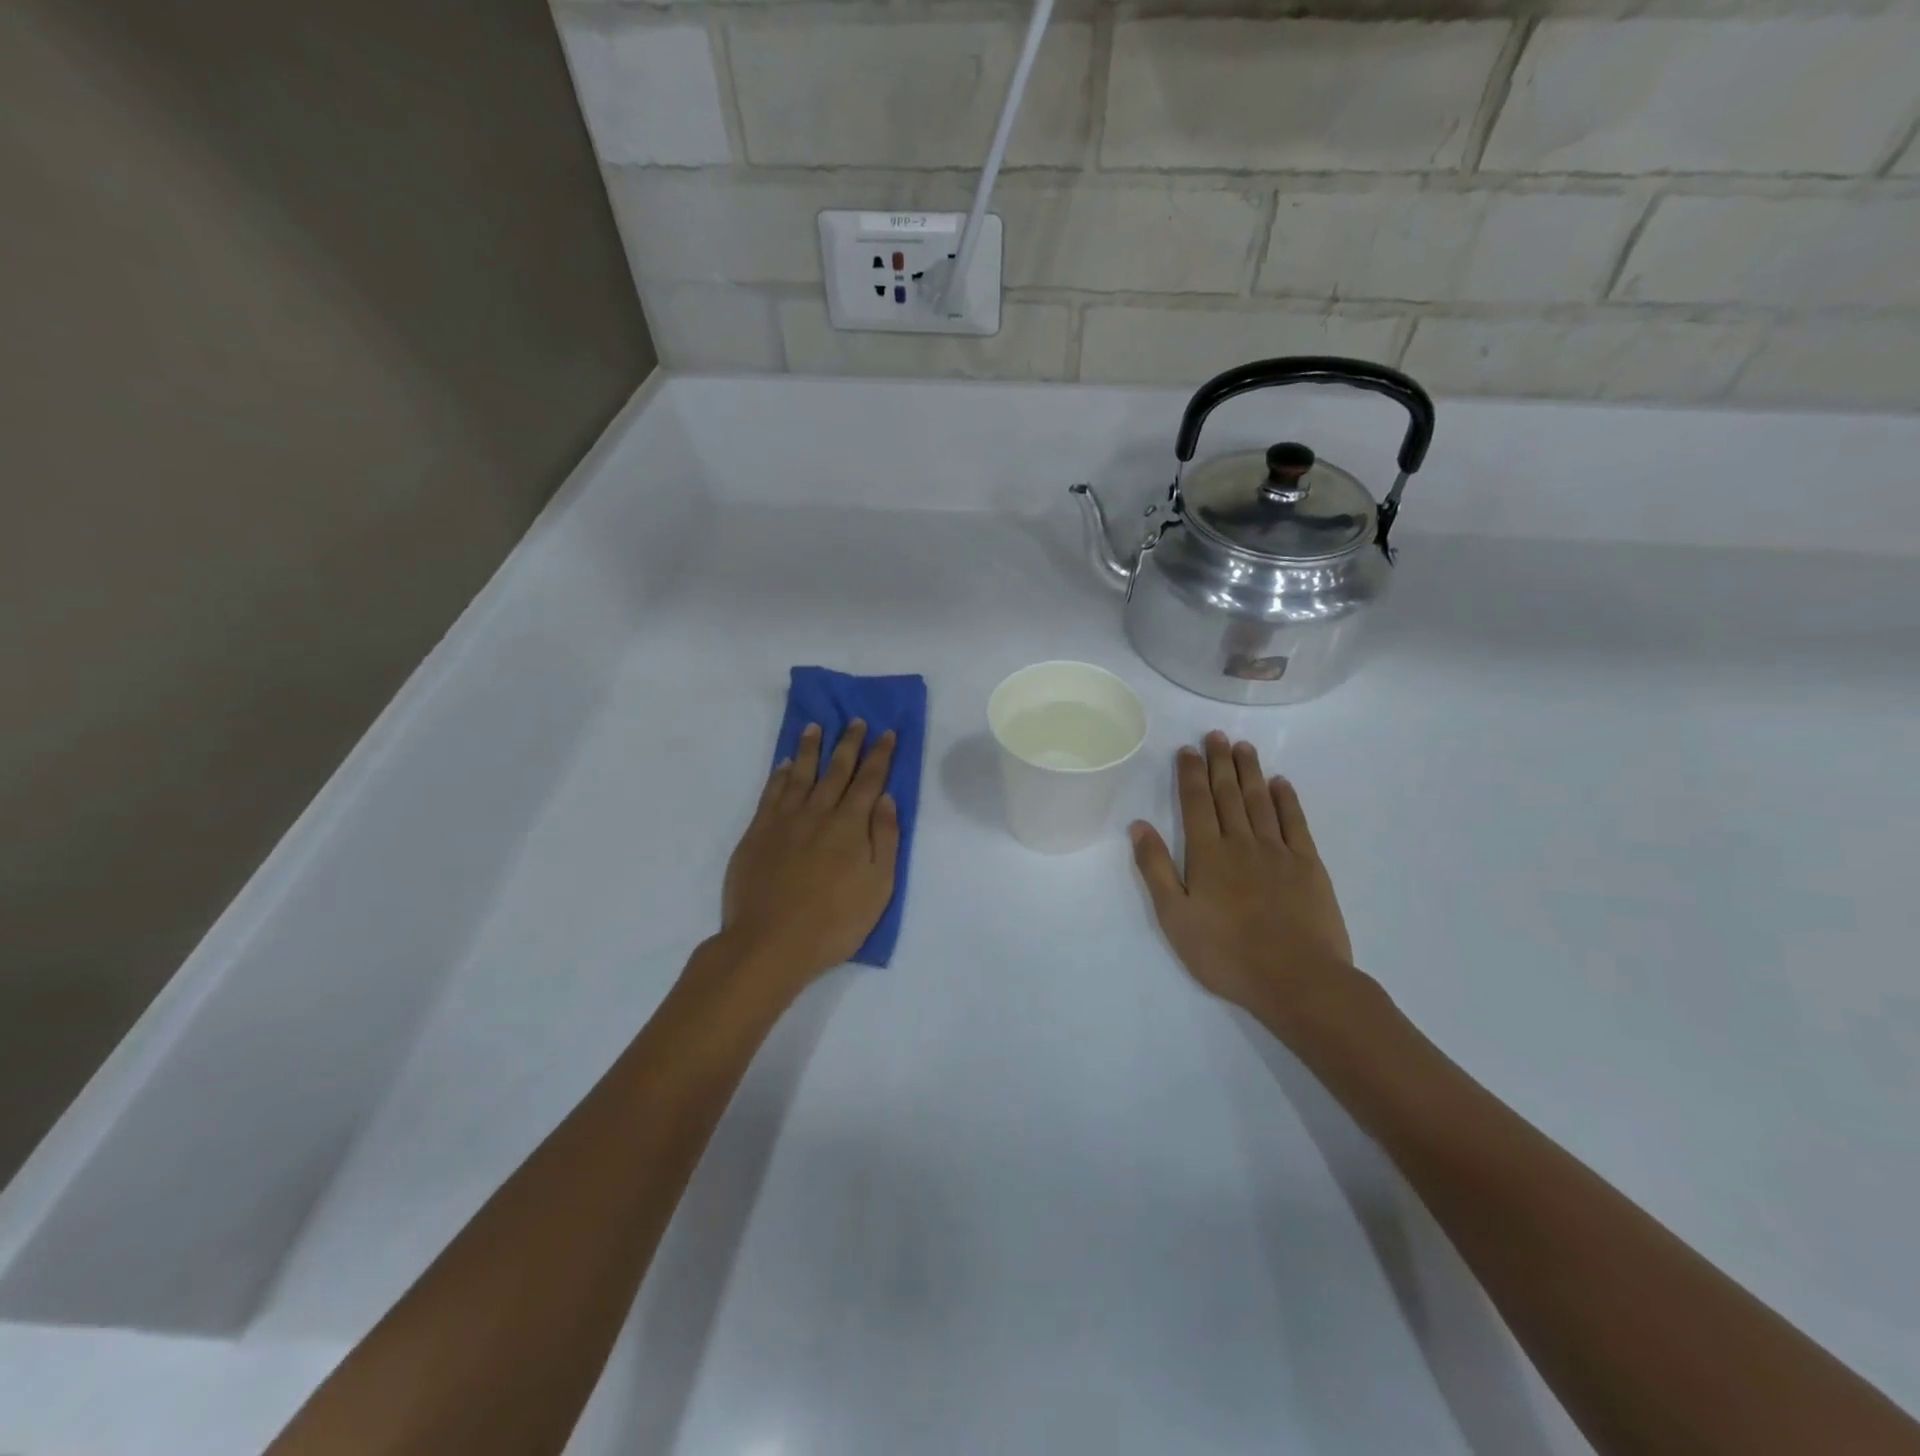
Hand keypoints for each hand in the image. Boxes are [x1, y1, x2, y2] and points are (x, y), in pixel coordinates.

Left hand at [719, 720, 899, 989]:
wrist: (770, 943)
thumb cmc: (834, 922)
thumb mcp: (878, 887)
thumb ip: (885, 839)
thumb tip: (886, 799)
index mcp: (851, 825)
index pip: (870, 780)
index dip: (880, 755)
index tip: (887, 732)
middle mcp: (818, 813)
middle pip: (836, 769)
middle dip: (849, 743)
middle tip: (855, 721)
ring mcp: (784, 820)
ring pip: (800, 773)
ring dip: (810, 748)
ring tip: (815, 727)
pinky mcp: (758, 832)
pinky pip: (771, 792)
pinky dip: (779, 774)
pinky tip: (784, 764)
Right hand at [1129, 732, 1356, 1026]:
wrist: (1297, 979)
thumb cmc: (1226, 954)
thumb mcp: (1175, 918)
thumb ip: (1156, 869)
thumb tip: (1138, 825)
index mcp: (1207, 855)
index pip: (1195, 803)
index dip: (1190, 774)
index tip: (1188, 749)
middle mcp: (1241, 843)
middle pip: (1228, 794)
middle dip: (1219, 762)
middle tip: (1216, 735)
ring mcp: (1278, 852)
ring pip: (1260, 801)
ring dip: (1250, 772)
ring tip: (1243, 747)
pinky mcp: (1308, 865)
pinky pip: (1295, 822)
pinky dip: (1286, 800)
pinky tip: (1280, 783)